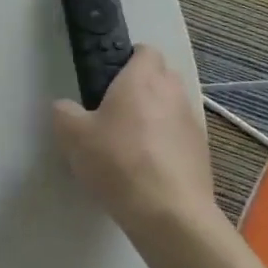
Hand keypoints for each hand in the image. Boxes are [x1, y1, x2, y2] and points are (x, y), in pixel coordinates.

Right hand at [52, 46, 221, 249]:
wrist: (170, 216)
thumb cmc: (119, 163)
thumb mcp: (74, 137)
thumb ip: (64, 113)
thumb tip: (65, 108)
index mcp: (142, 78)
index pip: (145, 50)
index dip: (128, 59)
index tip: (109, 79)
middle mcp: (172, 93)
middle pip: (162, 76)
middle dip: (143, 86)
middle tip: (116, 110)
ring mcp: (192, 123)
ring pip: (173, 107)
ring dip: (157, 116)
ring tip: (132, 144)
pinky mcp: (203, 154)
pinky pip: (182, 136)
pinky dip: (168, 144)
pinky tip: (150, 169)